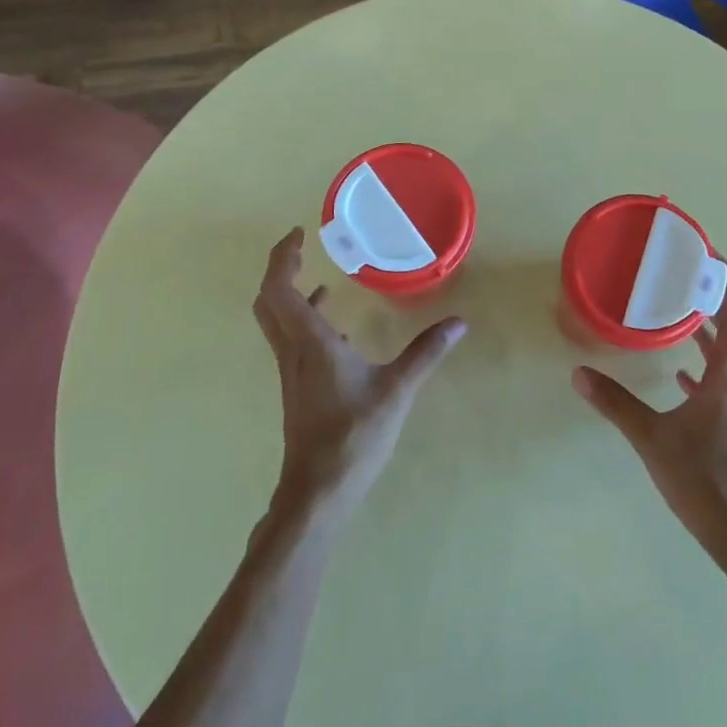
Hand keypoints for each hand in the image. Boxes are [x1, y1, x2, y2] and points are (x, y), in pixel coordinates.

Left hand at [252, 227, 466, 520]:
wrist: (318, 492)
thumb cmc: (353, 436)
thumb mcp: (397, 389)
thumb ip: (426, 353)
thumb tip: (459, 323)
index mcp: (309, 342)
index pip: (279, 288)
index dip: (283, 257)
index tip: (300, 234)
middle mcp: (293, 351)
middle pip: (268, 301)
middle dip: (281, 270)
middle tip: (303, 249)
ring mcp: (292, 371)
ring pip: (276, 322)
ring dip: (290, 294)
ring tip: (320, 279)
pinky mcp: (299, 388)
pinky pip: (292, 341)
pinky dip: (306, 322)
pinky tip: (337, 330)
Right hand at [572, 276, 726, 566]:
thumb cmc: (705, 482)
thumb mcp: (653, 440)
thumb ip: (616, 405)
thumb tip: (579, 373)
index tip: (707, 254)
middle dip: (716, 294)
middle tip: (686, 272)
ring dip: (712, 325)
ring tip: (681, 308)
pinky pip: (723, 377)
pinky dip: (706, 361)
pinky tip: (682, 370)